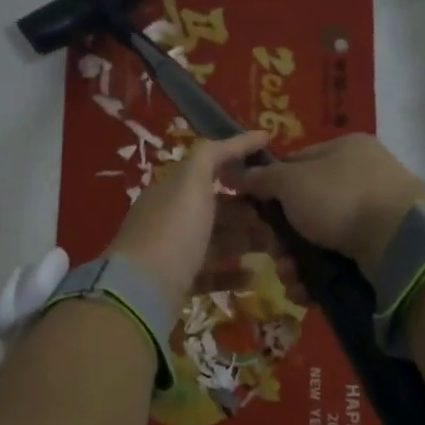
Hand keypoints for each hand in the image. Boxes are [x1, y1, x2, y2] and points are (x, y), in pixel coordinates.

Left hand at [109, 131, 271, 312]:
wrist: (142, 289)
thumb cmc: (173, 229)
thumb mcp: (192, 181)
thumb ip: (214, 154)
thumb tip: (252, 135)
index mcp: (171, 189)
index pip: (208, 168)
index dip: (238, 161)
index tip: (272, 164)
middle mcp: (169, 218)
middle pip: (215, 209)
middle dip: (248, 210)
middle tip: (281, 215)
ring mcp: (171, 252)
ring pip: (215, 242)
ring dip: (245, 241)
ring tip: (276, 247)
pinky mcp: (176, 283)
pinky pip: (210, 275)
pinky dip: (232, 274)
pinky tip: (254, 277)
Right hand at [236, 134, 424, 272]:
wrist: (399, 240)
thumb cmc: (340, 197)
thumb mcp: (291, 181)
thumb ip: (261, 178)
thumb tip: (235, 173)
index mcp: (345, 149)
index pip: (296, 163)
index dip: (270, 186)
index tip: (253, 211)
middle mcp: (362, 178)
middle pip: (305, 208)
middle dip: (282, 237)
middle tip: (273, 254)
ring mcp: (375, 215)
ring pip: (319, 240)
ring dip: (296, 262)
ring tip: (290, 278)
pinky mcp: (381, 251)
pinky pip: (338, 262)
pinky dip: (318, 277)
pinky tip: (306, 291)